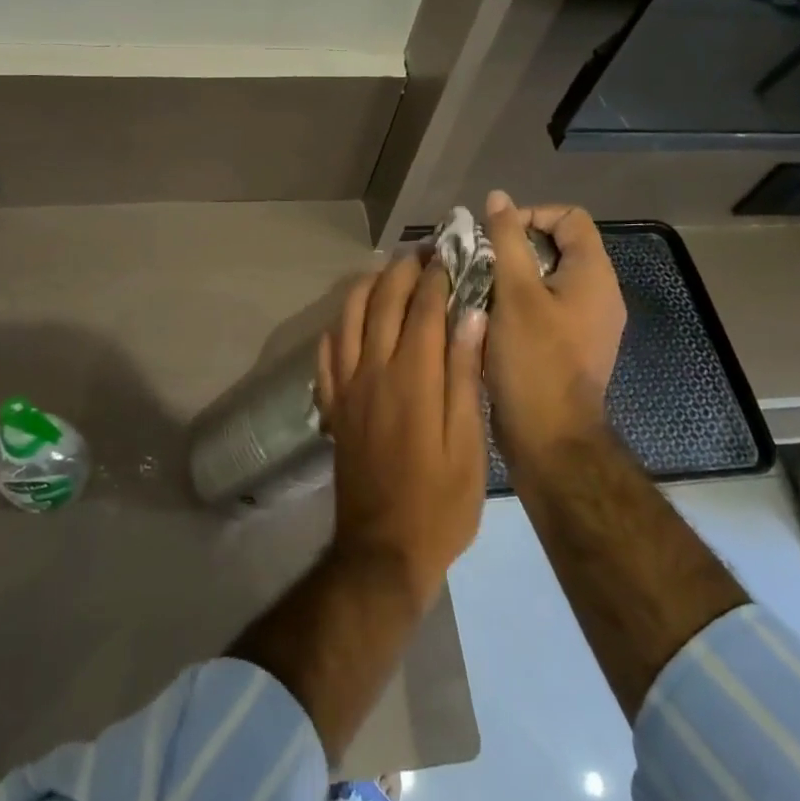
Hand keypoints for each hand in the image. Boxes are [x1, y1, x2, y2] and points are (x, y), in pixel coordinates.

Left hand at [314, 250, 487, 610]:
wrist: (382, 549)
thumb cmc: (440, 503)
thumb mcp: (469, 445)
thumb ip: (466, 376)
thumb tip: (472, 315)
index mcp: (413, 378)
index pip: (424, 308)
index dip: (437, 276)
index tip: (450, 252)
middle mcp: (373, 371)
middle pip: (383, 302)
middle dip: (403, 270)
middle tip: (422, 251)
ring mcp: (346, 387)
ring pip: (349, 318)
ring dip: (368, 287)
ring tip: (387, 272)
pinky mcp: (332, 406)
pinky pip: (327, 352)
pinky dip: (339, 325)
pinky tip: (350, 319)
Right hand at [482, 190, 626, 461]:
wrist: (550, 439)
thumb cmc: (533, 360)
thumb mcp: (514, 293)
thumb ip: (505, 241)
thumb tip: (498, 198)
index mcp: (593, 275)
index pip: (569, 218)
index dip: (530, 216)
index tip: (493, 237)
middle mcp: (597, 295)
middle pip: (556, 248)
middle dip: (513, 248)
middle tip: (476, 262)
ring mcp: (585, 324)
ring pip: (546, 280)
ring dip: (510, 277)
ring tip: (474, 288)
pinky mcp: (569, 348)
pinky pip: (543, 309)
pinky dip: (515, 304)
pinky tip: (485, 318)